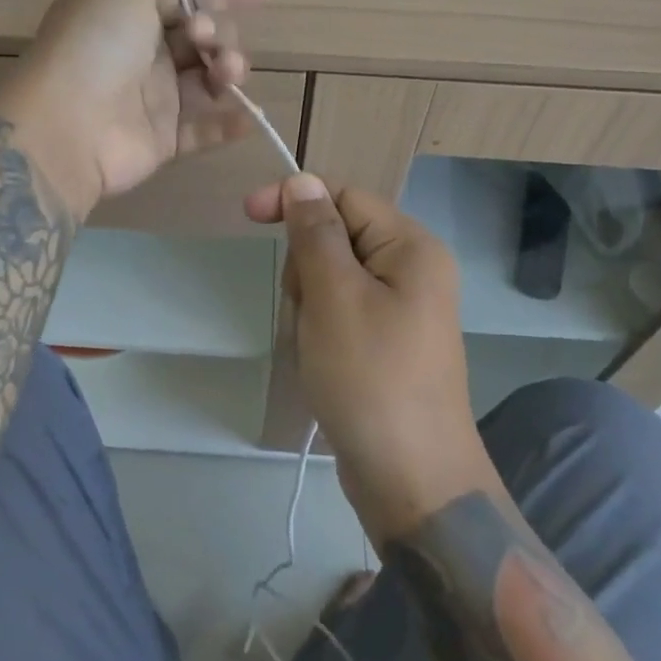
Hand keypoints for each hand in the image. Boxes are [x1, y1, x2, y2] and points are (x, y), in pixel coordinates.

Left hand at [0, 0, 275, 220]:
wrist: (68, 124)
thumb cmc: (96, 43)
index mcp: (131, 13)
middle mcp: (144, 53)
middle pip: (204, 39)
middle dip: (220, 33)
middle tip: (204, 39)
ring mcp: (153, 99)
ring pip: (208, 80)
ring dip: (229, 71)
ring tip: (225, 73)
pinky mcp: (162, 140)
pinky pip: (203, 131)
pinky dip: (229, 123)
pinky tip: (250, 117)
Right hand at [244, 173, 486, 539]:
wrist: (412, 480)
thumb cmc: (370, 377)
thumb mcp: (334, 296)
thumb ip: (316, 233)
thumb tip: (302, 181)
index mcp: (411, 247)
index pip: (345, 197)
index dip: (296, 200)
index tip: (247, 215)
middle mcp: (414, 270)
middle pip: (337, 237)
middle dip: (306, 268)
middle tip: (308, 312)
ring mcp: (402, 310)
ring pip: (332, 278)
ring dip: (309, 305)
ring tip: (316, 346)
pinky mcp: (388, 343)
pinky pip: (341, 313)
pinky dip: (321, 329)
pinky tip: (322, 362)